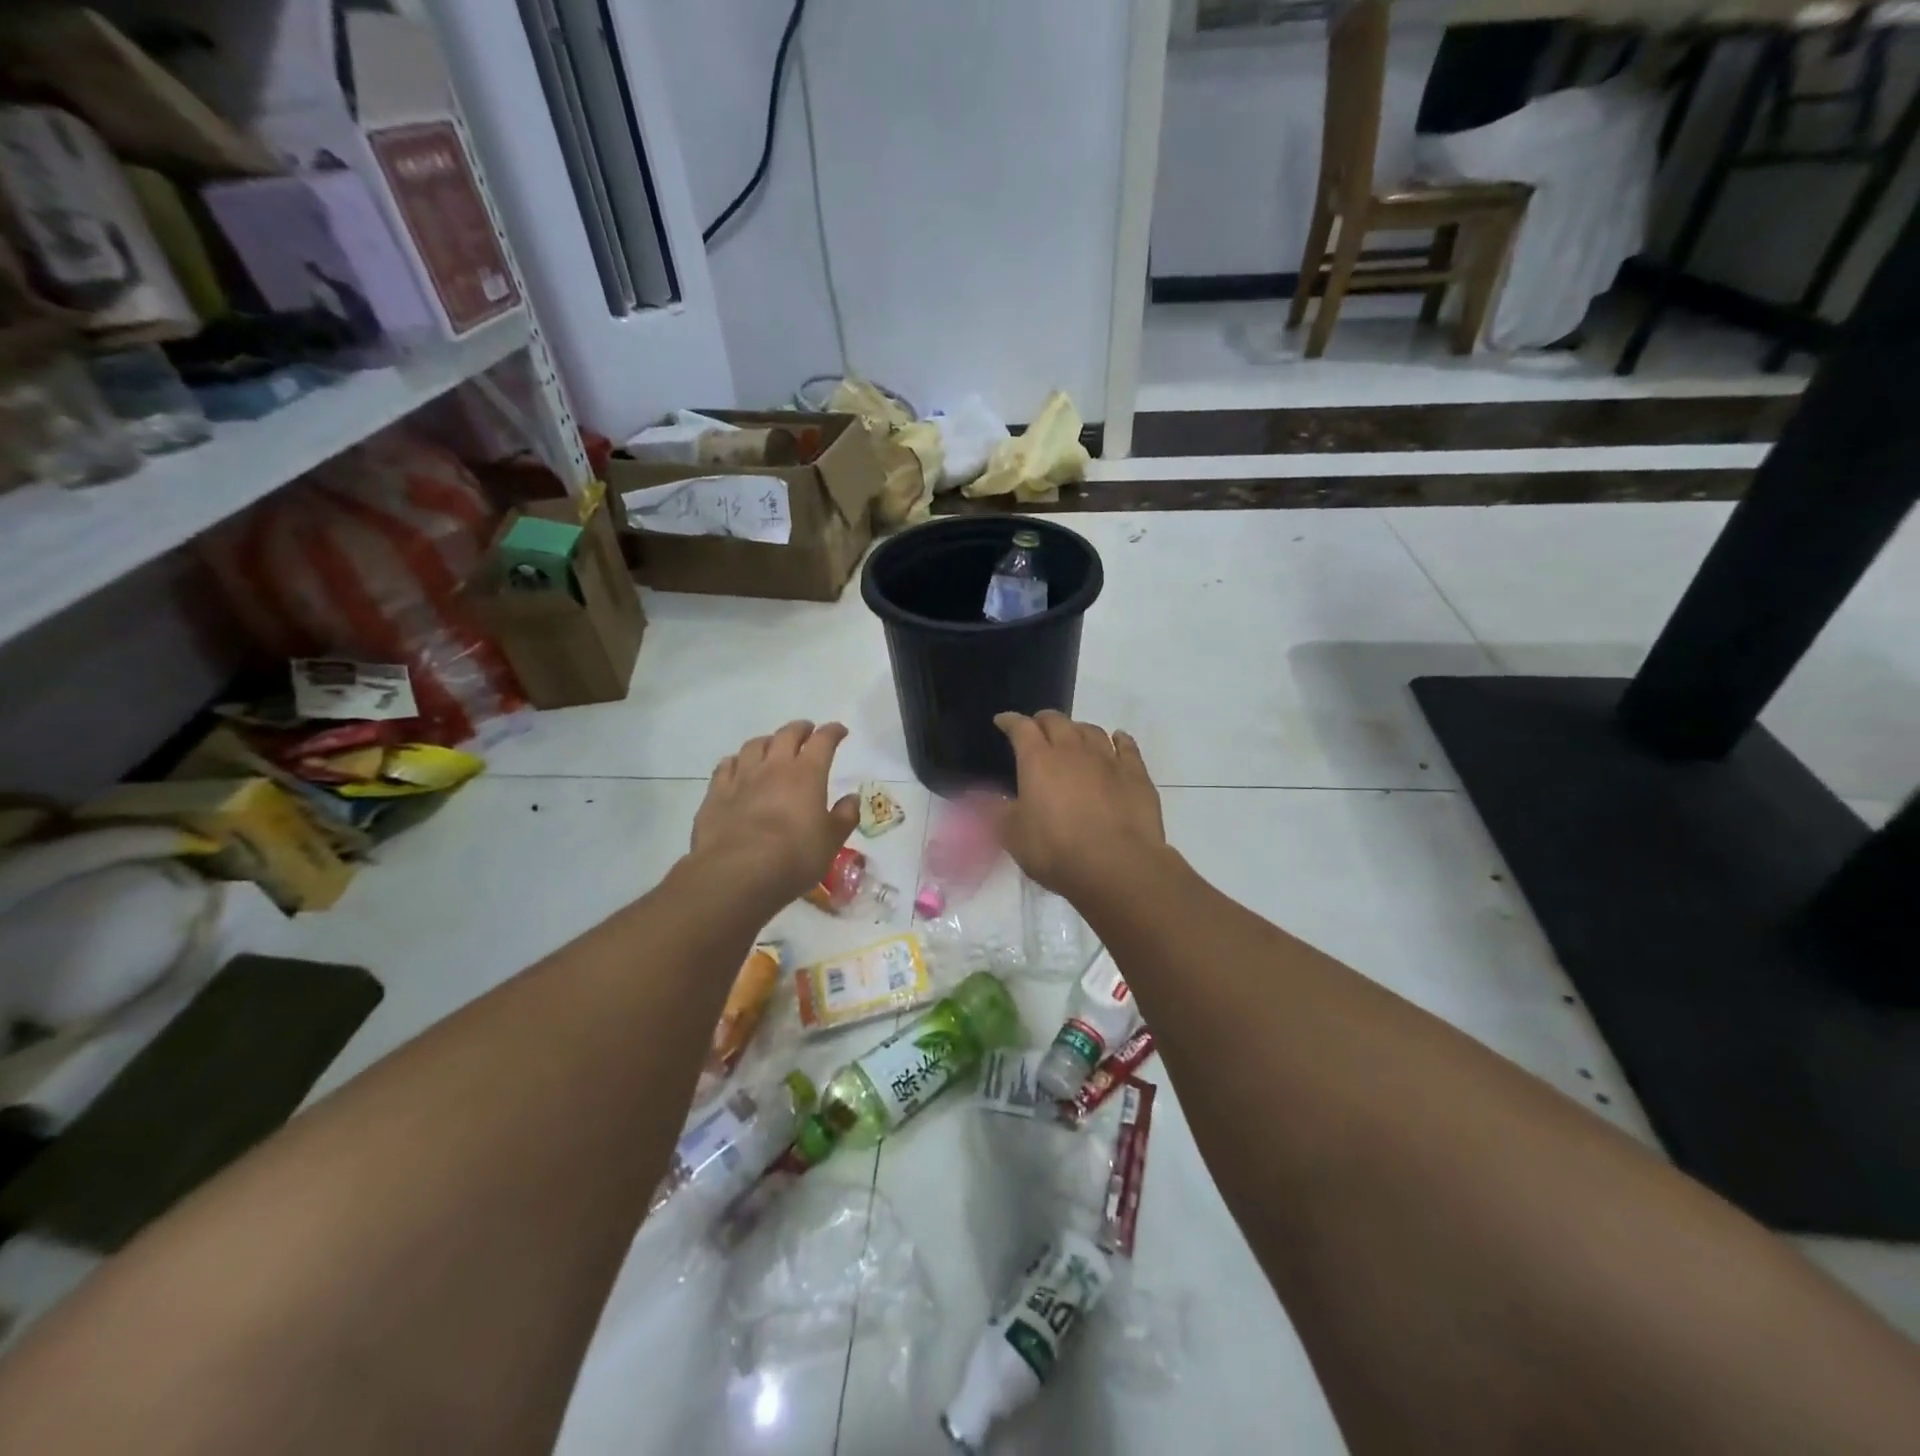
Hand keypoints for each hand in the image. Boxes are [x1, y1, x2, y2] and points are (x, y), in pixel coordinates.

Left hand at [691, 722, 859, 909]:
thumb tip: (852, 798)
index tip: (840, 731)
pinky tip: (739, 767)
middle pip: (787, 734)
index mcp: (807, 774)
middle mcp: (774, 767)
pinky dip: (737, 760)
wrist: (737, 873)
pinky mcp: (716, 793)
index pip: (823, 741)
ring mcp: (741, 777)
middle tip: (807, 731)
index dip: (832, 732)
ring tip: (773, 746)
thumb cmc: (794, 857)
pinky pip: (726, 765)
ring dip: (768, 741)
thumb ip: (844, 816)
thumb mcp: (831, 841)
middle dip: (800, 729)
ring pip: (755, 745)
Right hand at [993, 711, 1166, 901]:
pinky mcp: (1135, 774)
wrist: (1117, 865)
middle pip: (1057, 721)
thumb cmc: (1056, 849)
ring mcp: (1108, 759)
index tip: (1002, 721)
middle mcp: (1072, 750)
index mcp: (1038, 760)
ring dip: (1078, 729)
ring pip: (1091, 730)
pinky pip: (1127, 746)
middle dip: (1043, 721)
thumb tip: (984, 796)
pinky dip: (1119, 739)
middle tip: (1037, 730)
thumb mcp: (1013, 835)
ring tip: (1073, 736)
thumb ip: (997, 810)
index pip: (1021, 728)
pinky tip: (1118, 739)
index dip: (1010, 721)